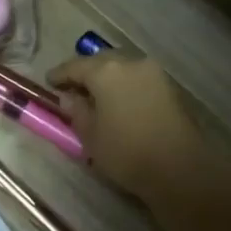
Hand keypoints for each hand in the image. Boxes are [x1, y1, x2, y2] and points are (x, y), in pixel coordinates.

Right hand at [49, 54, 212, 203]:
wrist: (181, 169)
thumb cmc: (126, 152)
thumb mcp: (91, 135)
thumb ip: (77, 111)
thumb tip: (69, 98)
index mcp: (106, 72)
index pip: (75, 66)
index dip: (59, 75)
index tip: (49, 83)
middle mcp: (130, 63)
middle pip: (101, 61)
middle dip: (85, 72)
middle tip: (72, 88)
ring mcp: (154, 73)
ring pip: (122, 67)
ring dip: (107, 77)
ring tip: (96, 96)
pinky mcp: (170, 87)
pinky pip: (138, 78)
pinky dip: (124, 84)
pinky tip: (118, 101)